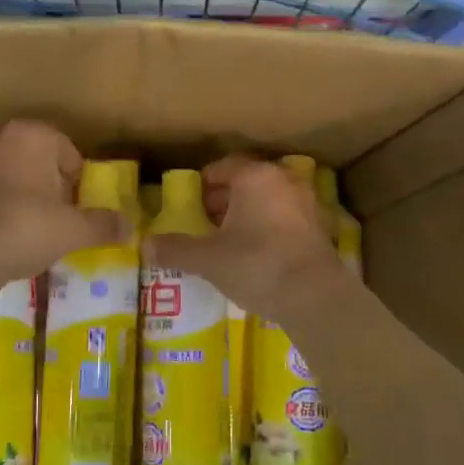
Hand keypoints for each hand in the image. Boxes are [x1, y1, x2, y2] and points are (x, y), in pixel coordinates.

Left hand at [0, 120, 122, 286]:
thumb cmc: (28, 226)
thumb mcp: (74, 229)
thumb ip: (103, 224)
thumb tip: (128, 227)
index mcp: (32, 135)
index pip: (67, 150)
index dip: (76, 178)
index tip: (78, 204)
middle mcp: (0, 139)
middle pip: (38, 159)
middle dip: (50, 182)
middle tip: (60, 214)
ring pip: (12, 173)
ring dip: (25, 192)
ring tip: (35, 225)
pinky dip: (2, 205)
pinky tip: (9, 232)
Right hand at [144, 154, 345, 322]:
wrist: (315, 297)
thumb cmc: (256, 264)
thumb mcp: (208, 259)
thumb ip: (176, 249)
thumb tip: (145, 245)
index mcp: (255, 176)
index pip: (222, 167)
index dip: (202, 185)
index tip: (188, 204)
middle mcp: (282, 181)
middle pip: (246, 183)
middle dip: (222, 200)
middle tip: (202, 223)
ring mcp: (305, 204)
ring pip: (266, 201)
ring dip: (245, 215)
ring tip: (225, 241)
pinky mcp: (318, 229)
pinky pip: (283, 220)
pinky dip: (266, 229)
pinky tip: (254, 255)